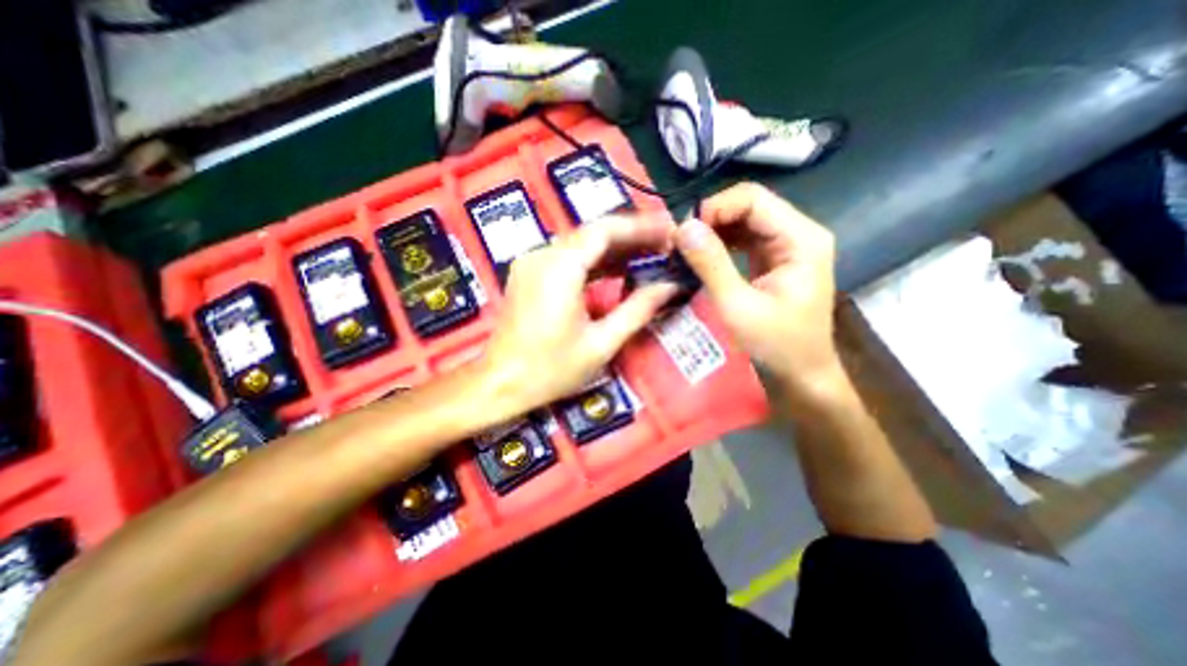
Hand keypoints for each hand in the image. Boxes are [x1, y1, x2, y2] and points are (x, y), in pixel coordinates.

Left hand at [479, 212, 676, 413]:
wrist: (501, 384)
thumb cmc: (550, 370)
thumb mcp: (601, 344)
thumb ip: (637, 310)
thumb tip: (670, 287)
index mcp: (559, 269)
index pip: (604, 231)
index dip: (639, 228)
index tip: (667, 231)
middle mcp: (542, 256)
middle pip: (593, 233)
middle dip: (631, 237)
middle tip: (664, 245)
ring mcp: (532, 263)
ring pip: (581, 244)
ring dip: (614, 249)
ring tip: (648, 256)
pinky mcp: (529, 274)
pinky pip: (567, 257)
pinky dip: (594, 261)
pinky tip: (617, 271)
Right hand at [672, 185, 847, 404]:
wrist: (802, 372)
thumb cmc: (776, 344)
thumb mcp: (738, 306)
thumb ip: (711, 264)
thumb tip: (682, 228)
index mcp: (801, 239)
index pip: (753, 199)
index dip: (715, 208)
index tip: (684, 233)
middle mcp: (798, 233)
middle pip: (749, 206)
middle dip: (711, 220)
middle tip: (680, 243)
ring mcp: (787, 245)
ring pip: (744, 220)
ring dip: (713, 231)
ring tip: (686, 250)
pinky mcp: (775, 258)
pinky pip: (743, 238)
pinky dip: (720, 243)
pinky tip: (701, 256)